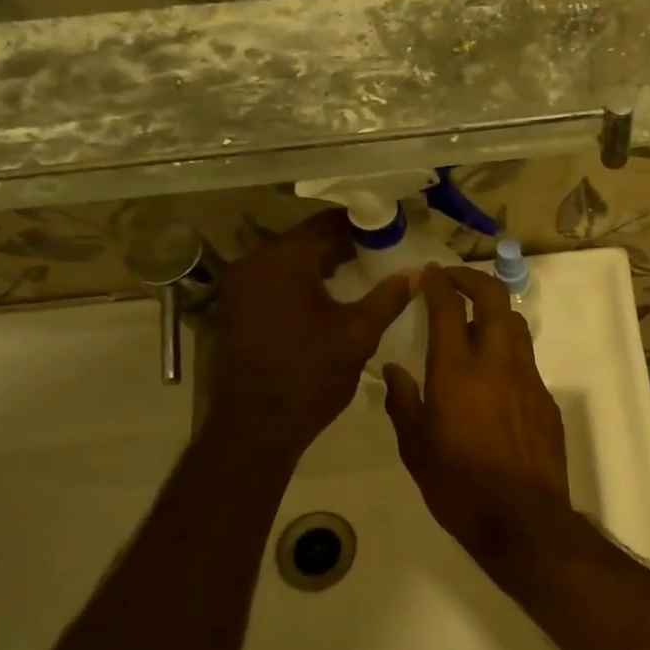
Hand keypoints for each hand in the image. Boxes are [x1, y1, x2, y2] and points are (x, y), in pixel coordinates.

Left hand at [206, 210, 412, 458]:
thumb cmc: (310, 375)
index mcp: (282, 260)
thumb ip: (388, 297)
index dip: (360, 224)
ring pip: (286, 262)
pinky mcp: (233, 309)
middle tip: (378, 253)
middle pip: (303, 241)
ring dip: (320, 265)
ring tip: (358, 275)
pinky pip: (272, 282)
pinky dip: (299, 283)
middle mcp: (252, 262)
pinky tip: (325, 299)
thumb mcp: (358, 334)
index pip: (326, 224)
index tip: (388, 230)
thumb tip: (416, 272)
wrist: (256, 426)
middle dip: (341, 245)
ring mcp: (237, 287)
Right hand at [383, 264, 572, 575]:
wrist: (522, 519)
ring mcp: (528, 379)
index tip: (428, 274)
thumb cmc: (458, 486)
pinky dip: (508, 353)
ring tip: (476, 322)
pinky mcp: (546, 400)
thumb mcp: (415, 449)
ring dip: (495, 313)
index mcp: (457, 371)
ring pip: (516, 326)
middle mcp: (497, 363)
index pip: (448, 308)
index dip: (438, 283)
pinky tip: (495, 379)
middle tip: (454, 281)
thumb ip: (403, 402)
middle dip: (474, 280)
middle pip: (494, 299)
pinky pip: (526, 362)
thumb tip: (394, 370)